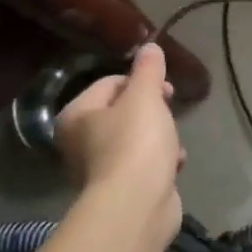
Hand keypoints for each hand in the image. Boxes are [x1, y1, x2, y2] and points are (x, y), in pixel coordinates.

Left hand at [55, 44, 183, 245]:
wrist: (137, 206)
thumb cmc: (136, 143)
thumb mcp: (145, 96)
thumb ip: (148, 69)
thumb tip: (149, 45)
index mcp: (76, 116)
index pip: (110, 83)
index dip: (141, 81)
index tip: (166, 90)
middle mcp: (79, 143)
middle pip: (123, 112)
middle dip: (153, 111)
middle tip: (170, 112)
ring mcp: (99, 170)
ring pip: (136, 140)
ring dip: (160, 138)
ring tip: (173, 144)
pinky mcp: (120, 191)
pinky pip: (143, 165)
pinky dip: (160, 162)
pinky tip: (175, 164)